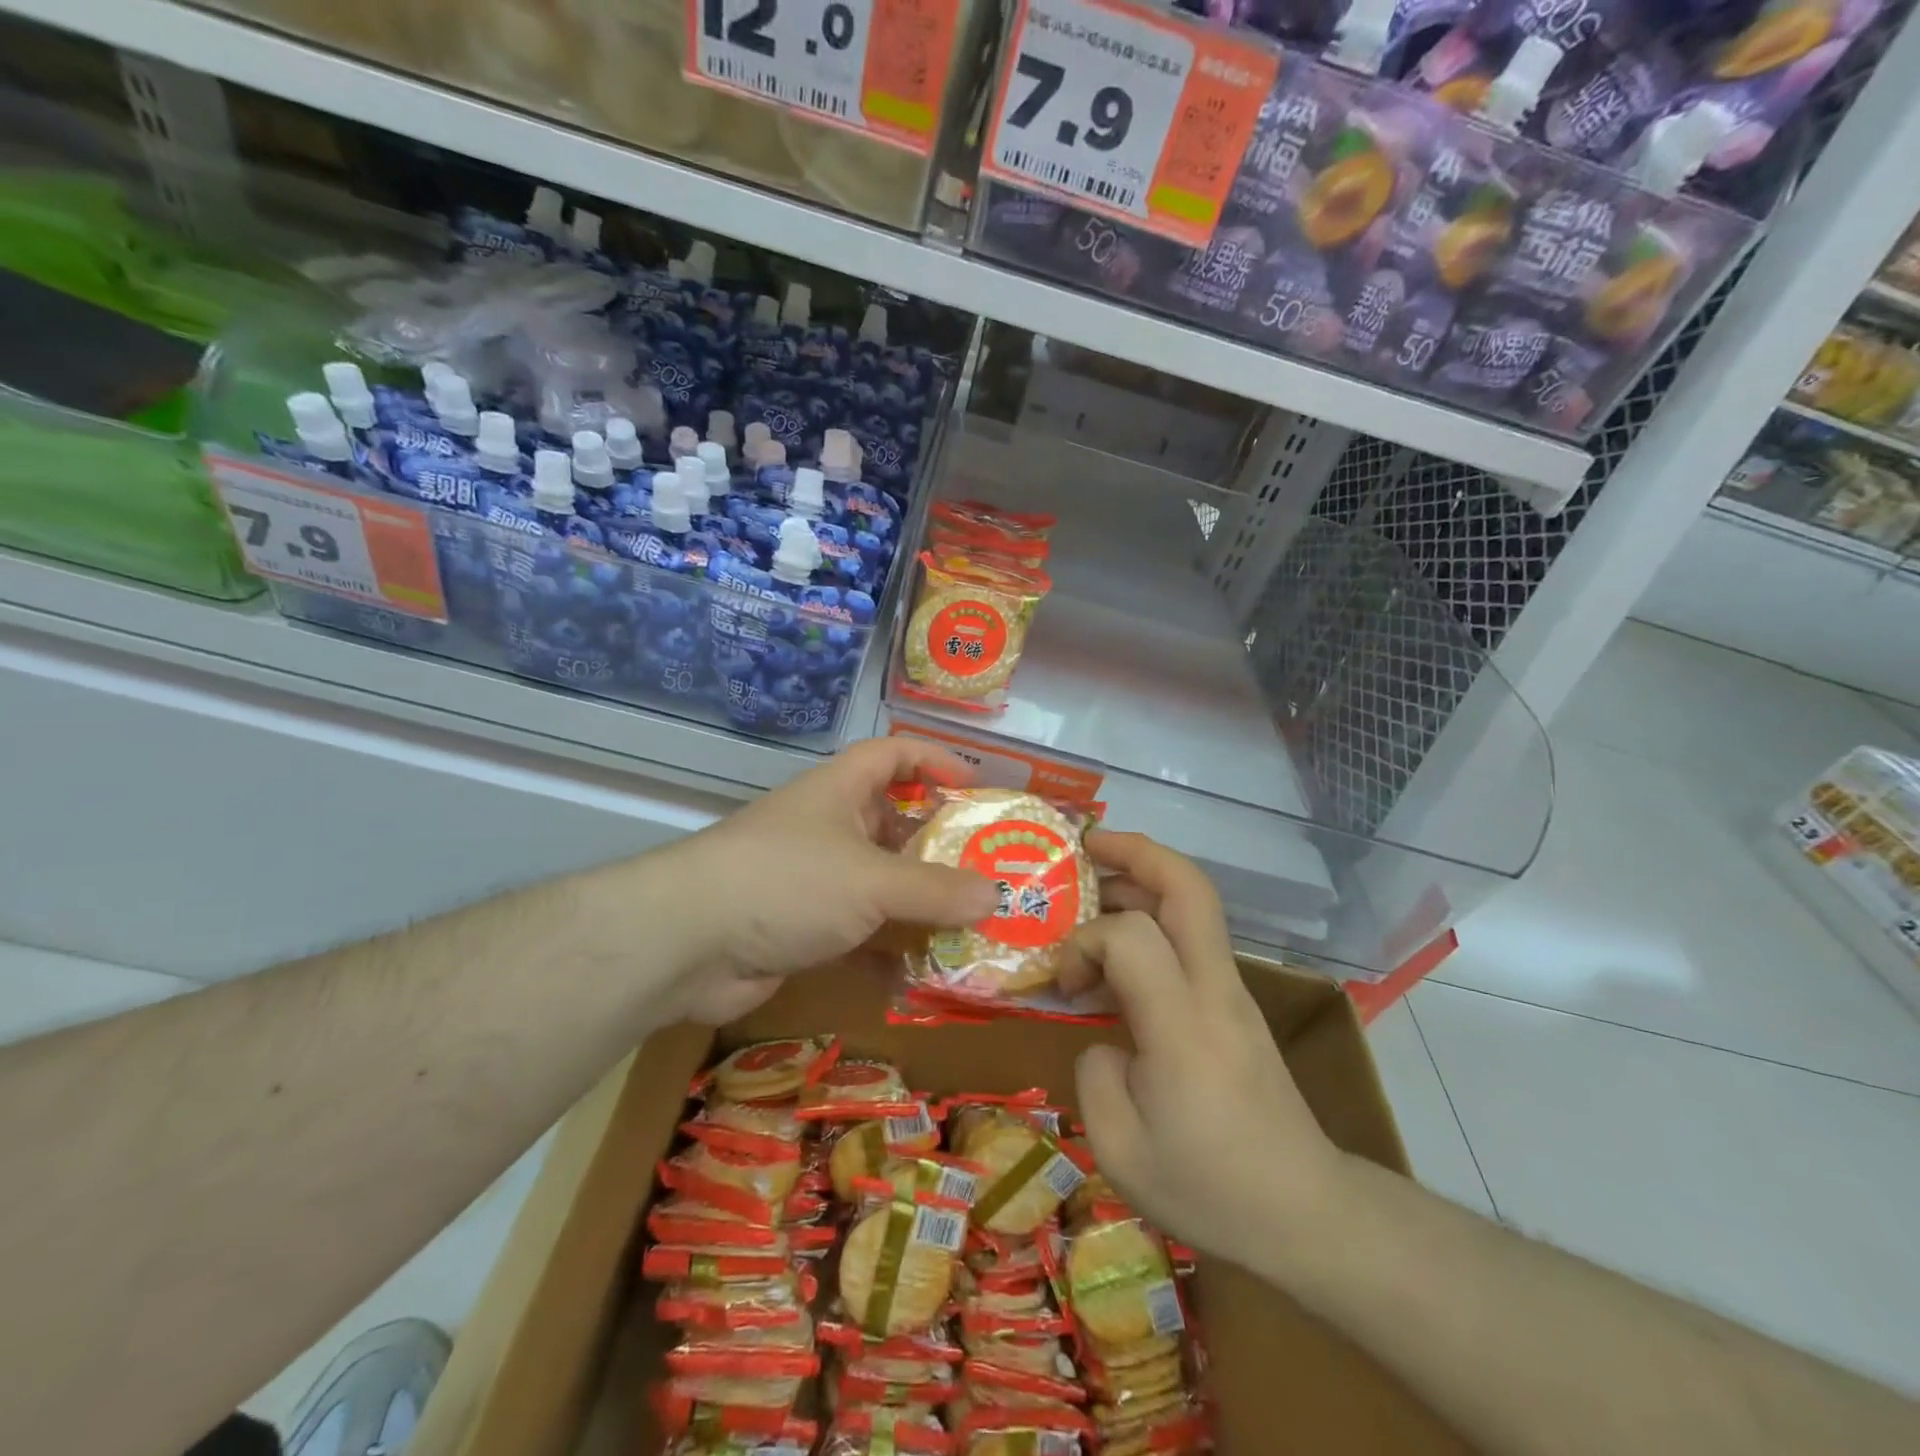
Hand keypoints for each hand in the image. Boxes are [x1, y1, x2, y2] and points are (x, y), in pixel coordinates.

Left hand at [652, 738, 999, 1023]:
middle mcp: (828, 827)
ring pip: (879, 885)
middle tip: (991, 871)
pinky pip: (858, 934)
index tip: (978, 788)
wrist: (688, 943)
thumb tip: (996, 895)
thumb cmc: (788, 882)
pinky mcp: (801, 928)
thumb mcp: (872, 880)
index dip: (936, 761)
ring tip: (972, 925)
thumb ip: (936, 889)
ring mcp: (813, 880)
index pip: (894, 755)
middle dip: (940, 847)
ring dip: (919, 906)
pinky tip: (923, 975)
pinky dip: (887, 951)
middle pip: (894, 824)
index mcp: (841, 791)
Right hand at [1058, 831, 1345, 1271]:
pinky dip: (1151, 923)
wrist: (1306, 1214)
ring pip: (1193, 904)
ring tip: (1091, 893)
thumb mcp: (1121, 1151)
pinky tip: (1117, 959)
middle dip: (1135, 852)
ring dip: (1141, 882)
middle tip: (1085, 848)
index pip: (1132, 935)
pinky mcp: (1235, 1004)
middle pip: (1188, 886)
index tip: (1066, 983)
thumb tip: (1103, 1036)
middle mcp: (1214, 989)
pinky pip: (1191, 939)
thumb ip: (1094, 1074)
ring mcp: (1232, 992)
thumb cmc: (1210, 1188)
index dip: (1086, 942)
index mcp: (1184, 1023)